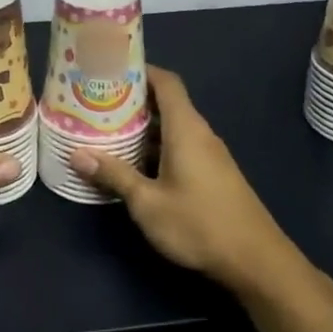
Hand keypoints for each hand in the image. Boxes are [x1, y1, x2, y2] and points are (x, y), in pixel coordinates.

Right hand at [70, 66, 301, 296]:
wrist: (256, 262)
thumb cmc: (199, 224)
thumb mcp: (147, 202)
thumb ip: (114, 175)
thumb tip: (76, 153)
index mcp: (186, 128)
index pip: (166, 81)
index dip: (141, 70)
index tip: (110, 69)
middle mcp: (199, 133)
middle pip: (166, 103)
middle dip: (133, 100)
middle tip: (97, 102)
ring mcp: (209, 155)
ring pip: (172, 127)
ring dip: (143, 126)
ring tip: (107, 129)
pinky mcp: (213, 174)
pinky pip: (180, 146)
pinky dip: (156, 146)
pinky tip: (134, 163)